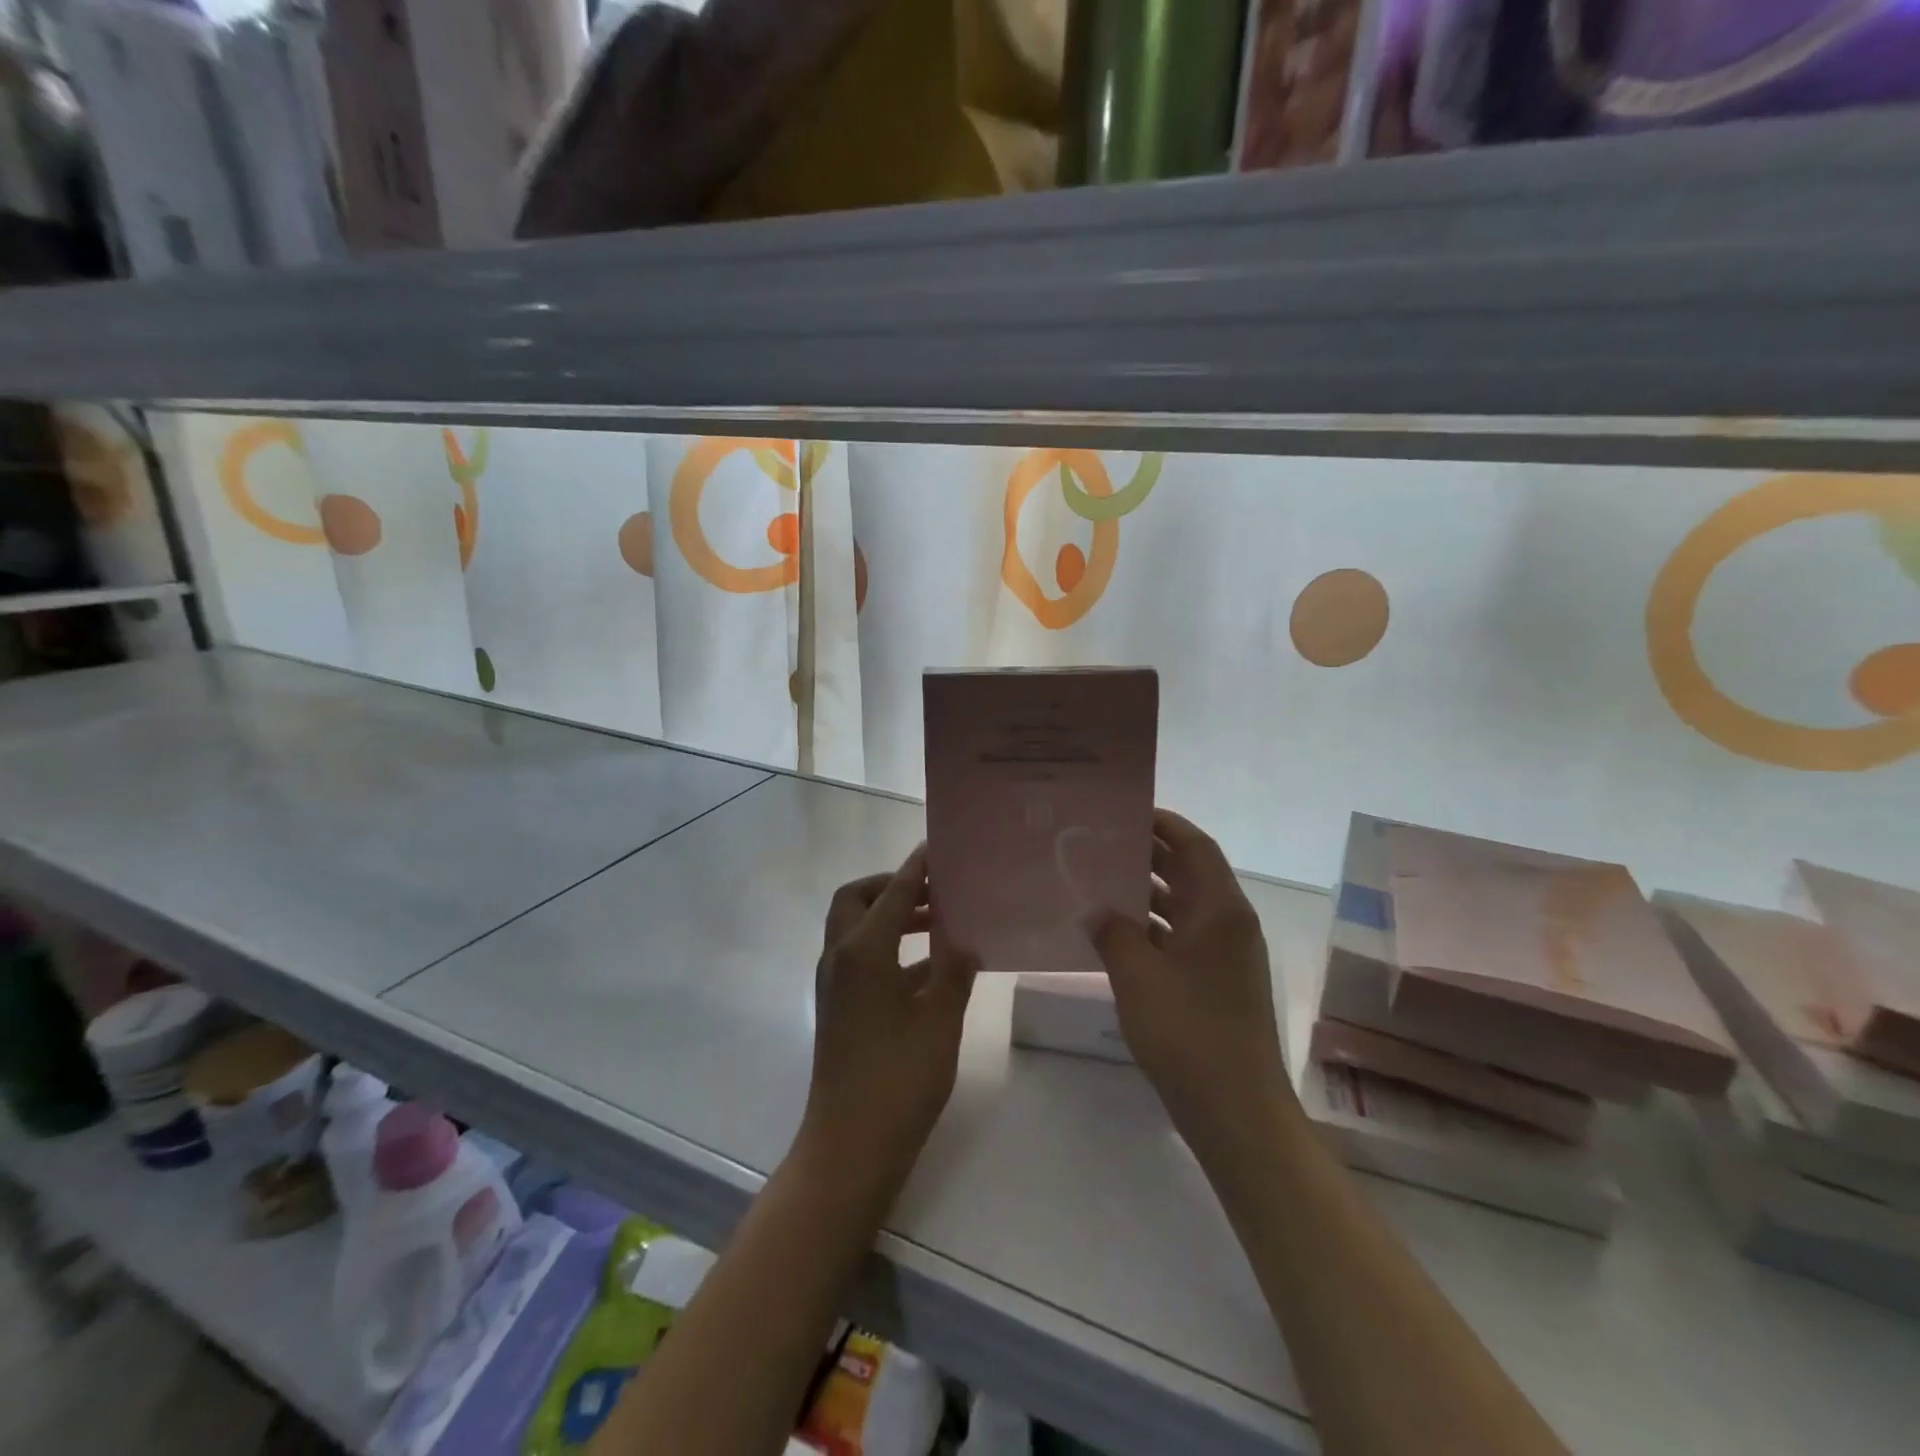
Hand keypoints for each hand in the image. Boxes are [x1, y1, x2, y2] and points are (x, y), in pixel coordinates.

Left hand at [800, 846, 976, 1185]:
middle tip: (933, 889)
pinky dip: (891, 950)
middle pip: (857, 899)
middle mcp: (840, 957)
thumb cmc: (898, 1078)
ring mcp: (835, 984)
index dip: (916, 868)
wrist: (850, 1146)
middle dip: (891, 886)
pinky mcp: (840, 1008)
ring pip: (857, 930)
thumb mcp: (939, 1020)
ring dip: (891, 917)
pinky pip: (862, 959)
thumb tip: (966, 941)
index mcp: (863, 951)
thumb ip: (954, 971)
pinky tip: (931, 968)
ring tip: (939, 922)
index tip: (938, 848)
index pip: (892, 892)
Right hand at [1087, 810, 1288, 1143]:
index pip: (1195, 846)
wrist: (1237, 1111)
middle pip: (1189, 873)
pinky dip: (1151, 929)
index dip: (1164, 824)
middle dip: (1147, 856)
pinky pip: (1180, 938)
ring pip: (1183, 907)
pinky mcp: (1216, 983)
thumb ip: (1113, 932)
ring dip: (1145, 894)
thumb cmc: (1189, 1033)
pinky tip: (1113, 934)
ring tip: (1097, 882)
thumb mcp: (1138, 976)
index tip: (1124, 813)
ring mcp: (1225, 956)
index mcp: (1220, 910)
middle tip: (1099, 845)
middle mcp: (1229, 924)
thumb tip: (1095, 910)